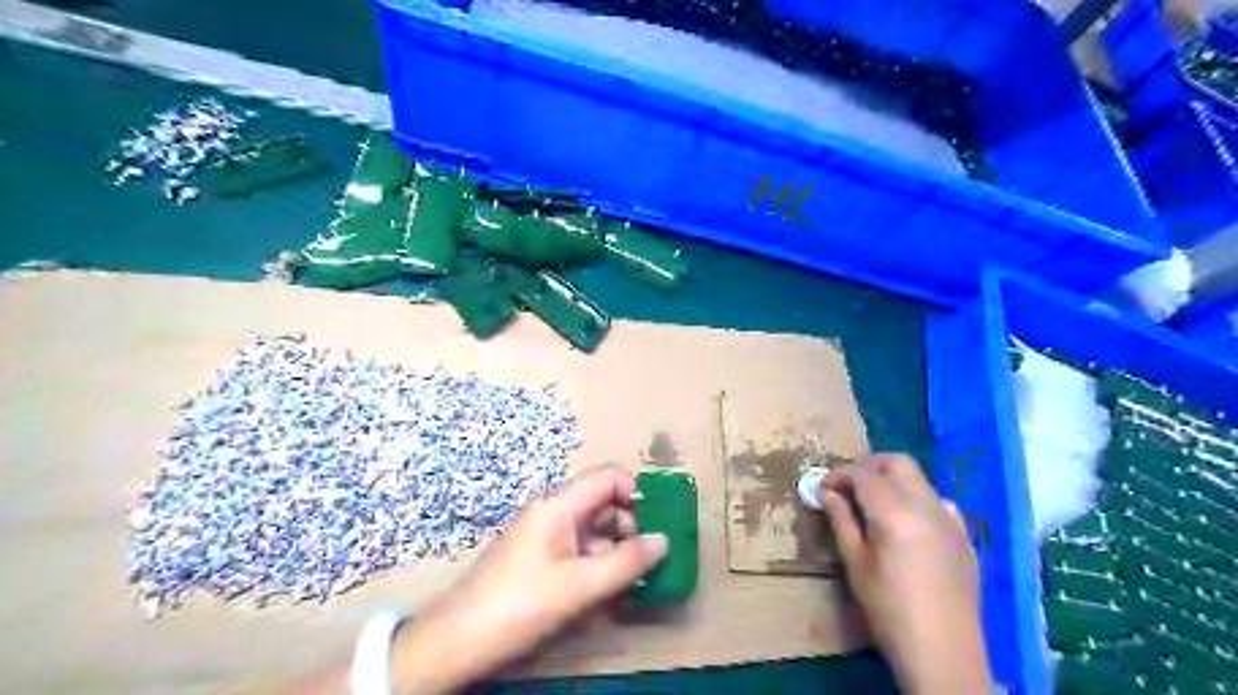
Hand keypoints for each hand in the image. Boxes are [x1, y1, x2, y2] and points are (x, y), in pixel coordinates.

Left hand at [394, 464, 672, 692]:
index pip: (608, 477)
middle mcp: (554, 512)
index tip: (655, 523)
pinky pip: (579, 551)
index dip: (635, 492)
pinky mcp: (540, 559)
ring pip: (594, 531)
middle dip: (630, 528)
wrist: (457, 640)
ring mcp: (545, 536)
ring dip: (616, 553)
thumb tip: (663, 540)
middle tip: (646, 563)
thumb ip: (626, 562)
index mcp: (560, 505)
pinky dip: (597, 567)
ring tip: (631, 586)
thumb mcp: (580, 586)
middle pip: (603, 504)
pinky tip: (607, 595)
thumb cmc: (520, 604)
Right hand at [825, 456, 992, 694]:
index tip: (823, 488)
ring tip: (873, 505)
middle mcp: (926, 506)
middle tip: (848, 487)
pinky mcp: (964, 536)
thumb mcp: (855, 565)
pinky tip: (907, 524)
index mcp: (895, 513)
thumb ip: (842, 521)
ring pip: (919, 479)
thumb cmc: (889, 611)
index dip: (839, 475)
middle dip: (869, 466)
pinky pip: (938, 502)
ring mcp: (950, 519)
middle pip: (897, 463)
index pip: (863, 474)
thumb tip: (828, 493)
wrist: (944, 654)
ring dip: (893, 481)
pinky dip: (917, 499)